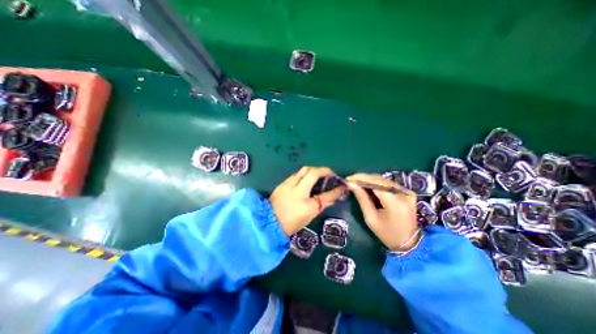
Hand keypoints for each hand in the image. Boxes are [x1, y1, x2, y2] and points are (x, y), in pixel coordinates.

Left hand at [269, 166, 346, 234]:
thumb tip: (334, 195)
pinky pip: (295, 175)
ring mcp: (287, 184)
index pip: (324, 192)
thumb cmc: (291, 222)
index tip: (341, 183)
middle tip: (327, 175)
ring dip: (311, 172)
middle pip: (310, 170)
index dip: (334, 187)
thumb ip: (323, 203)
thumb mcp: (310, 214)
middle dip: (321, 170)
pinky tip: (305, 182)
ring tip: (317, 178)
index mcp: (304, 200)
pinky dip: (303, 176)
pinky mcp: (281, 184)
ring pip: (302, 171)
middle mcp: (295, 188)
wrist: (269, 223)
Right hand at [345, 175, 417, 249]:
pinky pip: (388, 184)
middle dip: (364, 178)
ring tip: (357, 182)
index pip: (375, 183)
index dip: (360, 178)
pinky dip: (377, 183)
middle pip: (379, 179)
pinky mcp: (407, 192)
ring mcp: (407, 192)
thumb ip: (362, 199)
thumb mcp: (371, 218)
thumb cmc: (387, 234)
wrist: (409, 243)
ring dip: (369, 180)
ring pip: (384, 180)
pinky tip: (368, 186)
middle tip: (351, 180)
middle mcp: (403, 193)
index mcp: (394, 202)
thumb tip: (351, 184)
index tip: (348, 179)